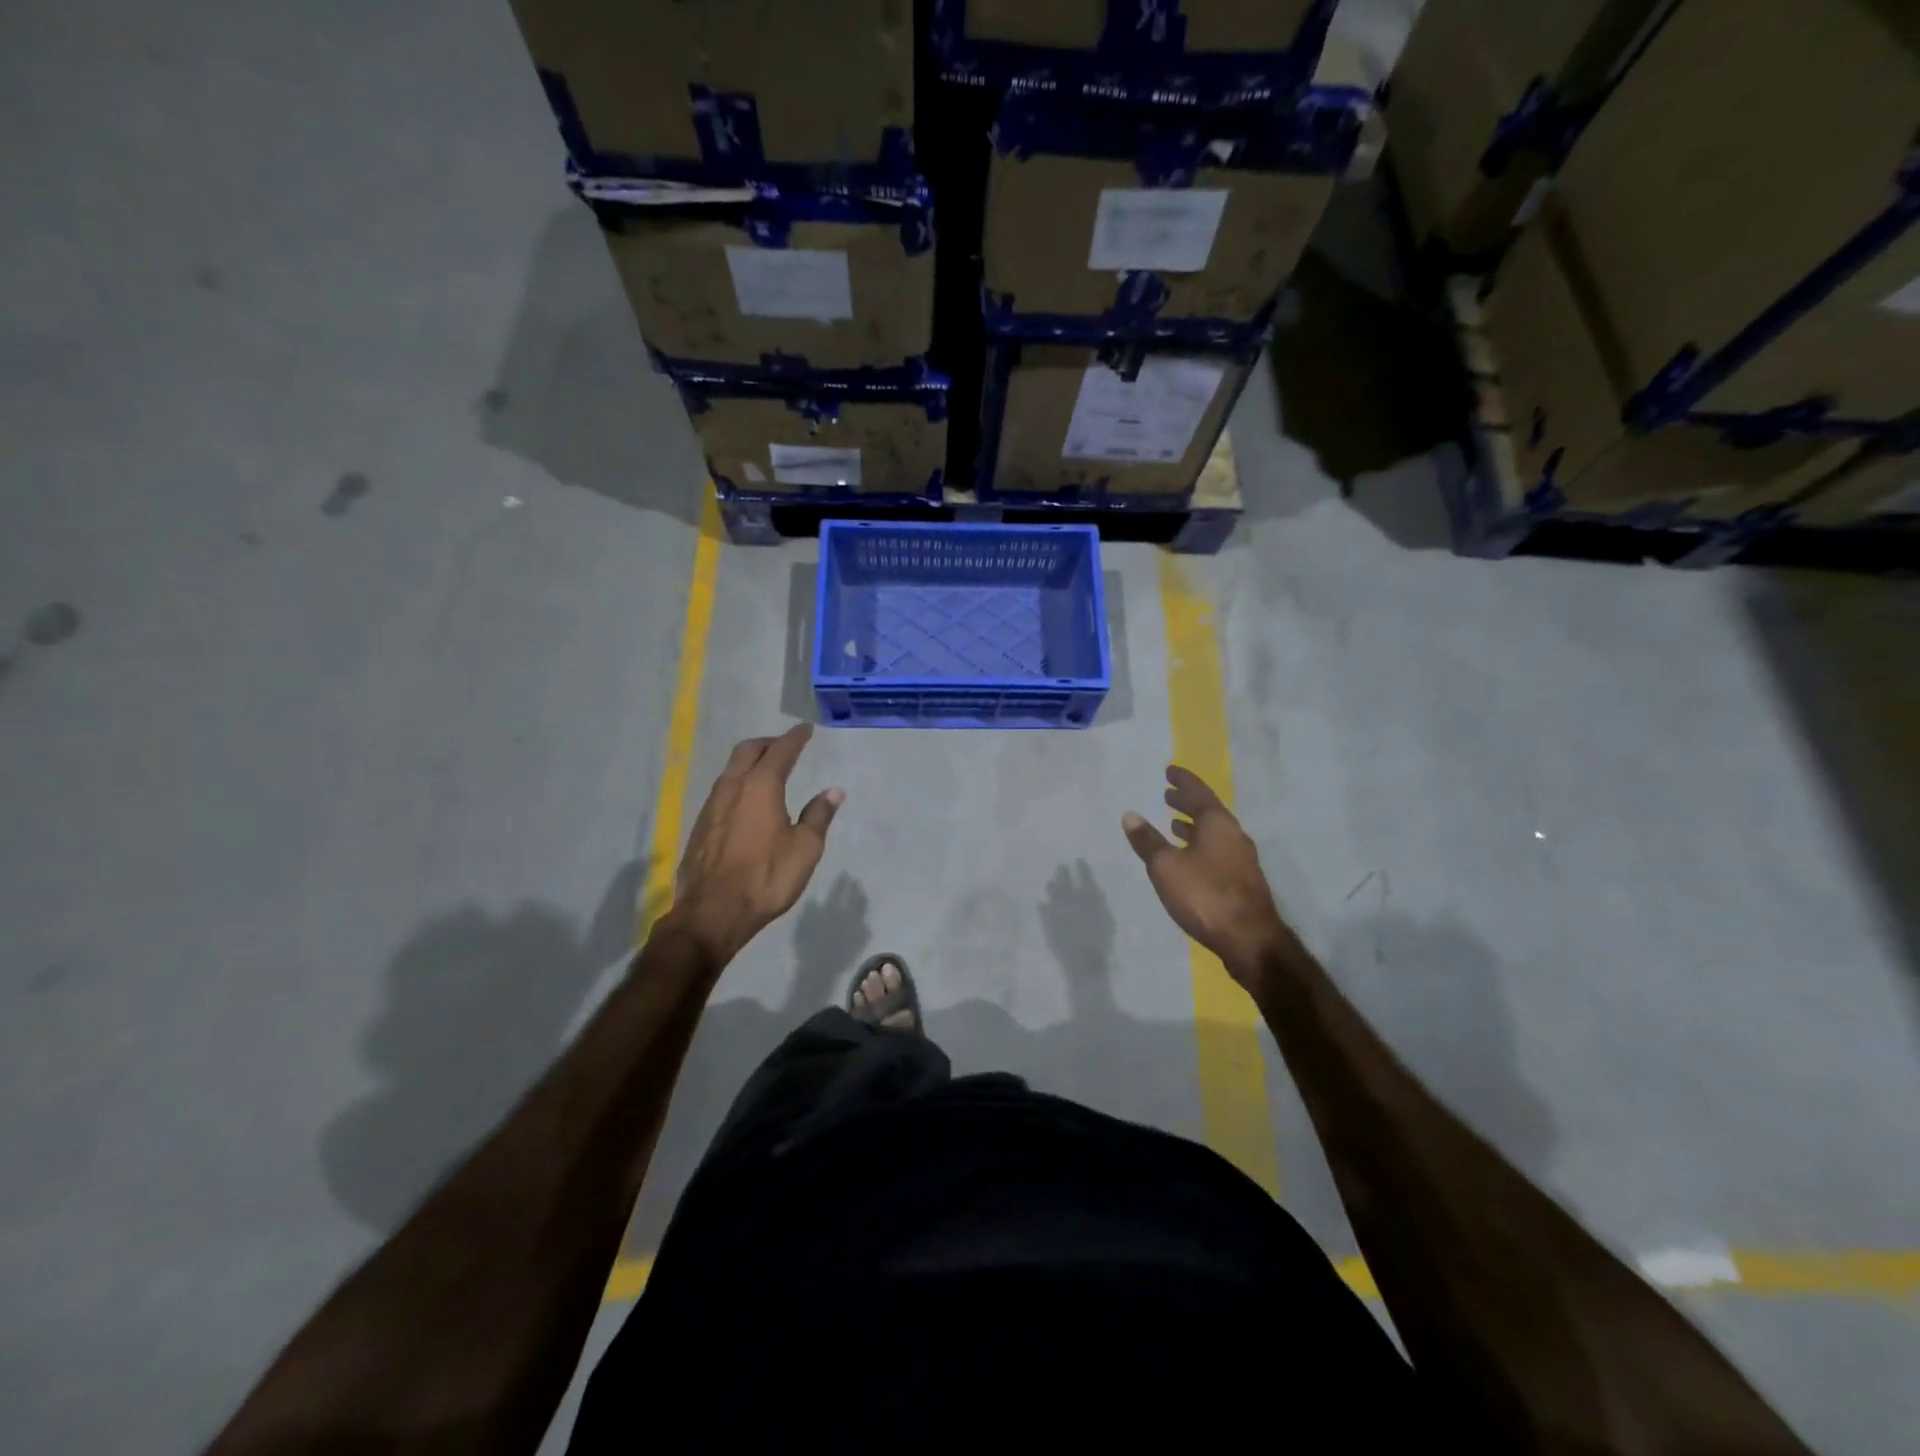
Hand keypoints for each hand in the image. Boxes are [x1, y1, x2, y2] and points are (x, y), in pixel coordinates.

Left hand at [668, 724, 843, 966]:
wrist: (711, 912)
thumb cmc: (766, 878)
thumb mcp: (804, 849)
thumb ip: (818, 816)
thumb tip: (833, 792)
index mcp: (761, 787)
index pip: (780, 751)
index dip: (795, 738)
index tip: (805, 729)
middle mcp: (732, 788)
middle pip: (747, 751)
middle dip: (768, 743)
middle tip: (784, 745)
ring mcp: (711, 806)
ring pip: (730, 769)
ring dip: (749, 762)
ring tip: (766, 769)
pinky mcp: (700, 826)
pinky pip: (722, 790)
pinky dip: (738, 783)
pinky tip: (746, 800)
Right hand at [1123, 764, 1289, 987]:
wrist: (1250, 939)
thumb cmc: (1205, 895)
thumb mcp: (1166, 867)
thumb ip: (1147, 841)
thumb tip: (1130, 815)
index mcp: (1217, 824)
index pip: (1198, 792)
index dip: (1183, 781)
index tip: (1170, 771)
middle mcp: (1234, 835)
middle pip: (1209, 811)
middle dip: (1188, 802)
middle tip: (1169, 794)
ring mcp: (1242, 859)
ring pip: (1215, 833)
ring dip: (1194, 825)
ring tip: (1175, 823)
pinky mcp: (1243, 880)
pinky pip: (1218, 850)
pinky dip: (1201, 845)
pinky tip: (1190, 858)